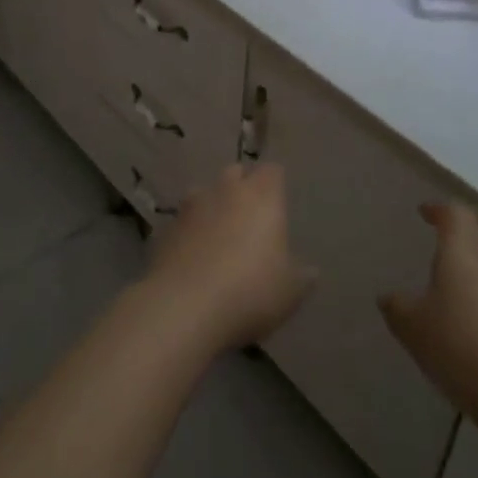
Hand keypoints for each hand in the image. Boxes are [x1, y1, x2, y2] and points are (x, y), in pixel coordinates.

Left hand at [141, 163, 315, 353]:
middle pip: (235, 172)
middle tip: (249, 216)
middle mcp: (226, 190)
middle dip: (242, 186)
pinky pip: (183, 221)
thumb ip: (302, 276)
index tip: (278, 202)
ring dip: (212, 206)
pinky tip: (193, 256)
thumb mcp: (290, 291)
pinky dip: (189, 231)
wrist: (185, 307)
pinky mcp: (166, 228)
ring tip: (218, 234)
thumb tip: (311, 271)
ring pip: (204, 192)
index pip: (272, 171)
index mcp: (262, 196)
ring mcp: (192, 206)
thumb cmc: (250, 291)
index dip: (275, 184)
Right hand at [380, 204, 477, 430]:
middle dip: (474, 221)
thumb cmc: (462, 348)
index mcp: (464, 246)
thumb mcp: (414, 329)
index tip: (425, 213)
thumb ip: (398, 307)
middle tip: (456, 235)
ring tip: (476, 269)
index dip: (438, 209)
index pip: (454, 211)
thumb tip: (388, 297)